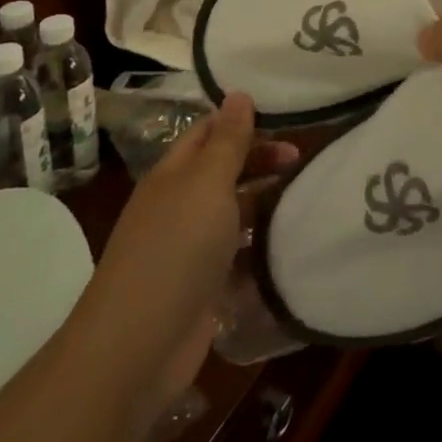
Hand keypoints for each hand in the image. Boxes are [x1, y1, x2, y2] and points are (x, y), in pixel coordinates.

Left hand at [89, 94, 295, 411]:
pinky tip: (288, 244)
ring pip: (232, 212)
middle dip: (261, 159)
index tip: (288, 120)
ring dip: (264, 203)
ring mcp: (188, 248)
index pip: (209, 130)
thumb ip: (228, 140)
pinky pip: (236, 255)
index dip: (244, 121)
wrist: (137, 348)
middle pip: (224, 169)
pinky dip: (259, 247)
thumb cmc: (175, 249)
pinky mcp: (201, 287)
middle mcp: (178, 204)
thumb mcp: (207, 182)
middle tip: (303, 160)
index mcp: (174, 173)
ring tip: (305, 198)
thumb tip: (238, 93)